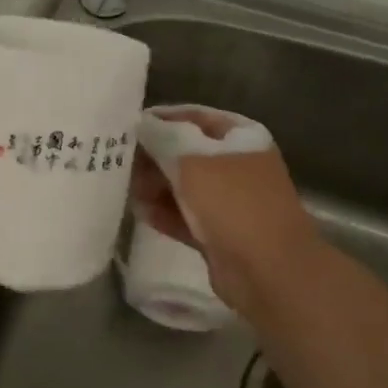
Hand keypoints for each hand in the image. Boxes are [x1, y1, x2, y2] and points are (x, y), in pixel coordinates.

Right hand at [130, 108, 320, 316]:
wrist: (268, 271)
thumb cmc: (232, 202)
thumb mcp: (191, 158)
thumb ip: (161, 136)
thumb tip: (140, 123)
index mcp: (240, 136)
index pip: (193, 117)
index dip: (159, 119)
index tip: (125, 126)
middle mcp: (236, 164)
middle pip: (185, 152)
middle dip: (152, 156)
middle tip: (119, 162)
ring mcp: (229, 201)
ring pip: (183, 186)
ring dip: (154, 186)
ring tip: (126, 189)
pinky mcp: (219, 233)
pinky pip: (185, 216)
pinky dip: (164, 213)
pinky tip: (139, 212)